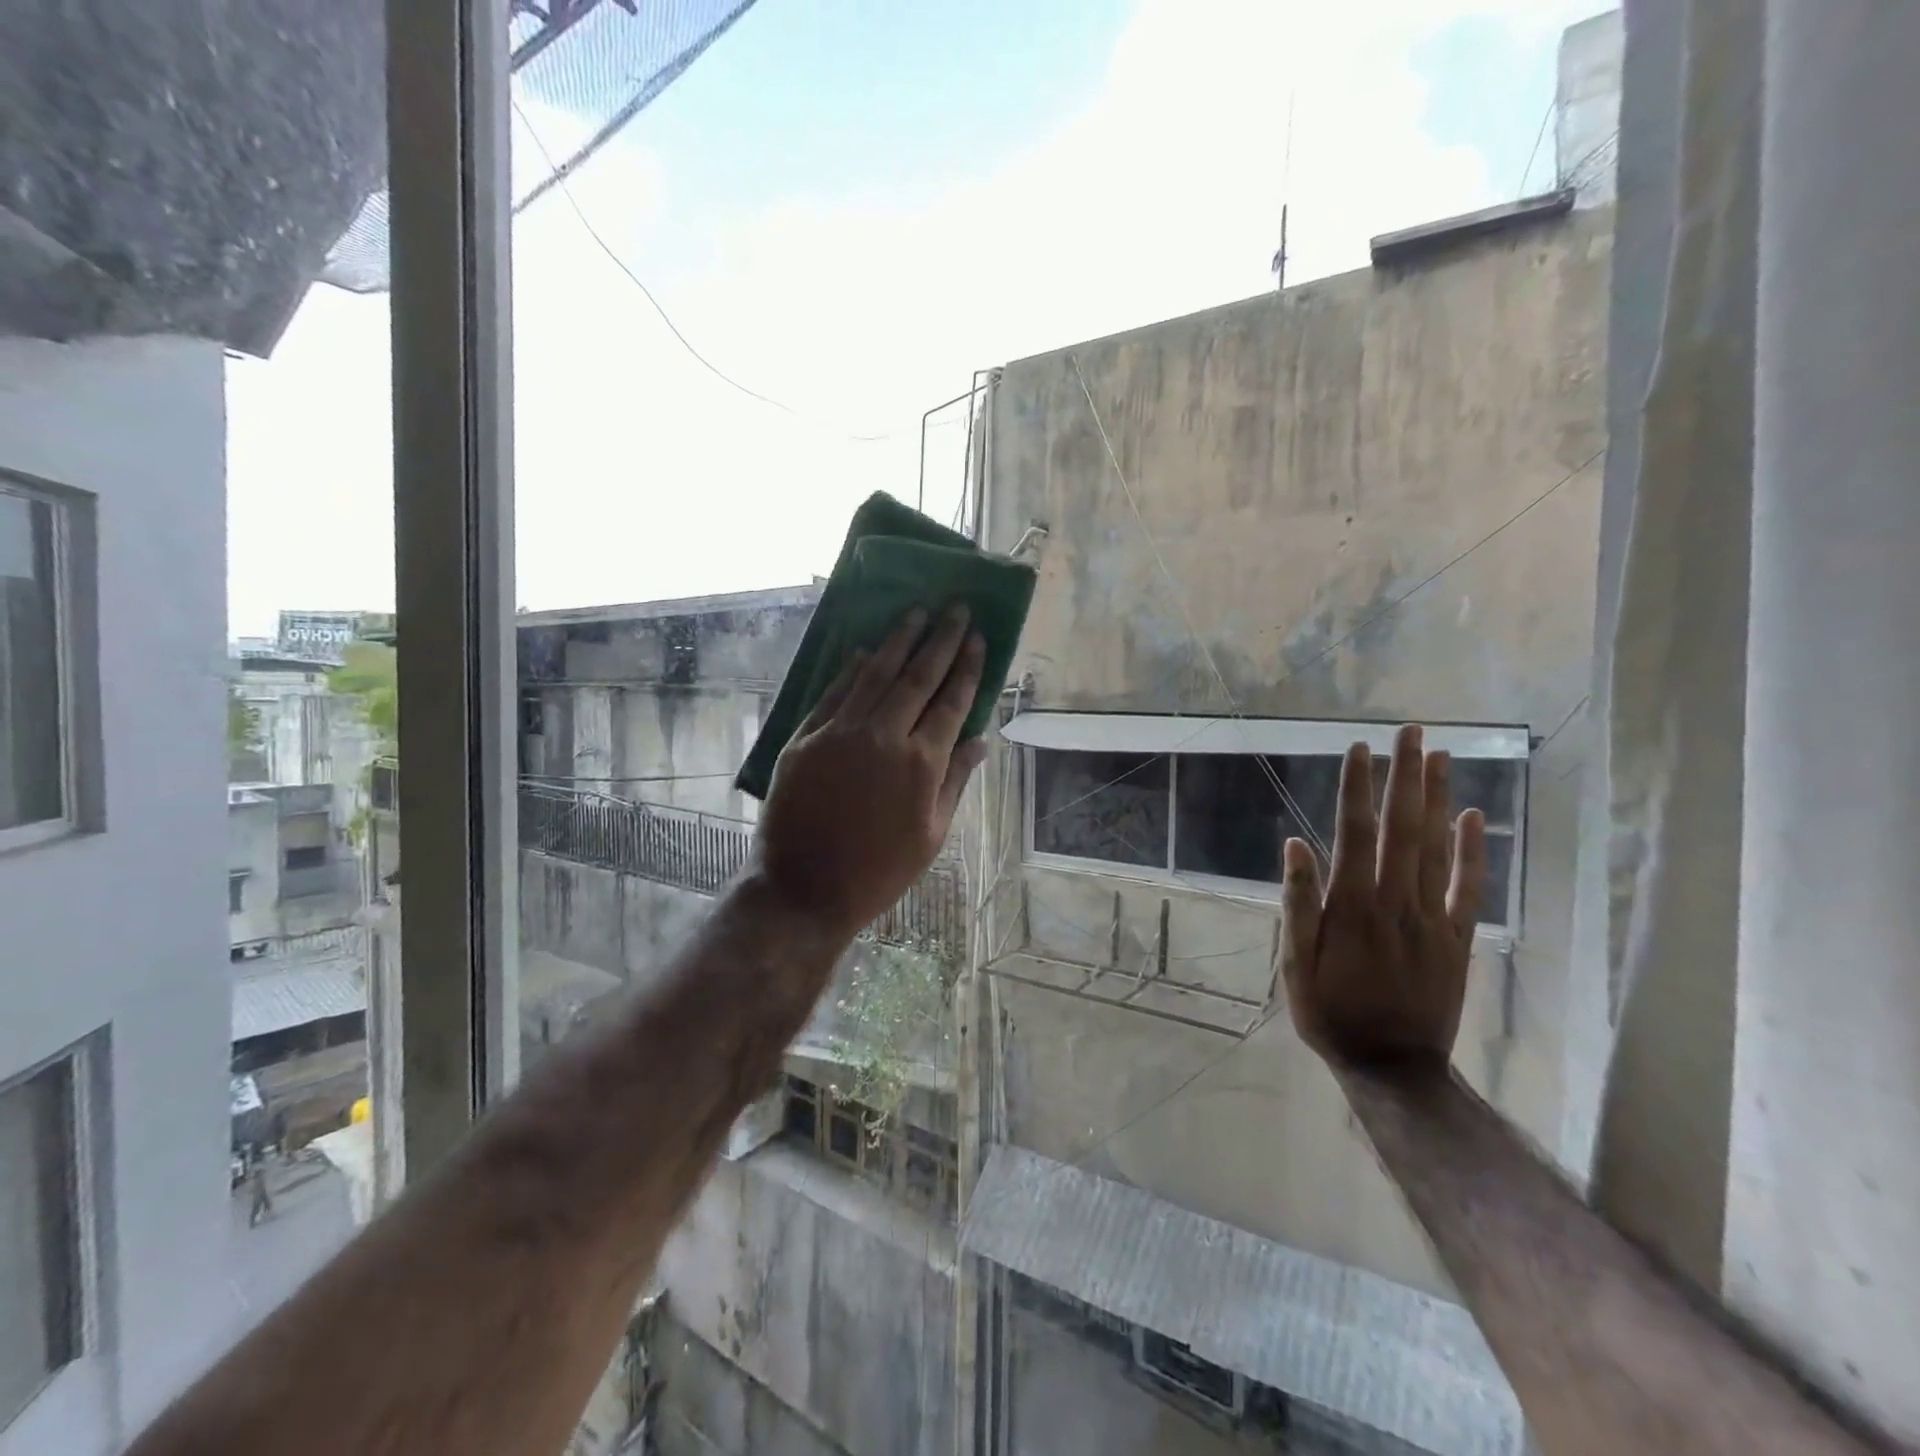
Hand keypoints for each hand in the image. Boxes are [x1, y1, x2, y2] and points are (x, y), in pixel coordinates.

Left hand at [757, 605, 987, 939]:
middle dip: (940, 640)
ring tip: (916, 613)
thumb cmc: (879, 871)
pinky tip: (863, 651)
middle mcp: (883, 737)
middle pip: (917, 677)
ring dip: (897, 641)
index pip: (951, 701)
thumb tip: (980, 741)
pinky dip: (850, 670)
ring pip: (874, 674)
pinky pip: (833, 694)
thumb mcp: (931, 834)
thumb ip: (954, 780)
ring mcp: (840, 733)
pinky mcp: (805, 738)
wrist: (804, 888)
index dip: (967, 667)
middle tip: (955, 608)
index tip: (977, 637)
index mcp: (921, 763)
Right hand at [1279, 723, 1486, 1070]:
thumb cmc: (1331, 1012)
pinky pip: (1468, 886)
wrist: (1394, 1068)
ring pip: (1437, 847)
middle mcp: (1396, 900)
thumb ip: (1298, 904)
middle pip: (1403, 827)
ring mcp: (1432, 917)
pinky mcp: (1457, 937)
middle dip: (1405, 776)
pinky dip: (1473, 850)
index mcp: (1352, 905)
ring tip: (1439, 756)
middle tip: (1411, 731)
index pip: (1356, 832)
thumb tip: (1295, 845)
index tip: (1359, 749)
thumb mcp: (1295, 964)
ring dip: (1438, 798)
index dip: (1357, 788)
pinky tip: (1473, 817)